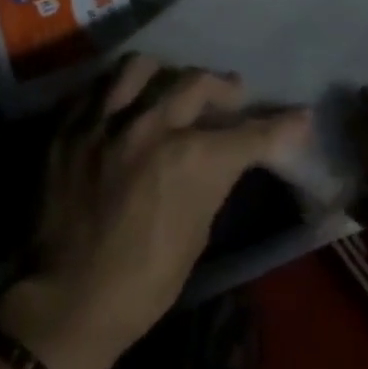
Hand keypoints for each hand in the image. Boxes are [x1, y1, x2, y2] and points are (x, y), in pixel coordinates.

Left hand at [0, 55, 309, 368]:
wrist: (68, 301)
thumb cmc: (143, 283)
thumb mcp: (197, 233)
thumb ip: (212, 180)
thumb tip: (227, 156)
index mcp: (190, 159)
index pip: (249, 133)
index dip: (281, 125)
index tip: (299, 116)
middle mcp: (150, 126)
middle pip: (198, 82)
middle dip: (225, 88)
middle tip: (232, 94)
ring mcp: (105, 120)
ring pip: (142, 67)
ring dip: (166, 74)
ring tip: (171, 84)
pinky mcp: (70, 126)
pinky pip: (99, 87)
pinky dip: (120, 90)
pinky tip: (126, 103)